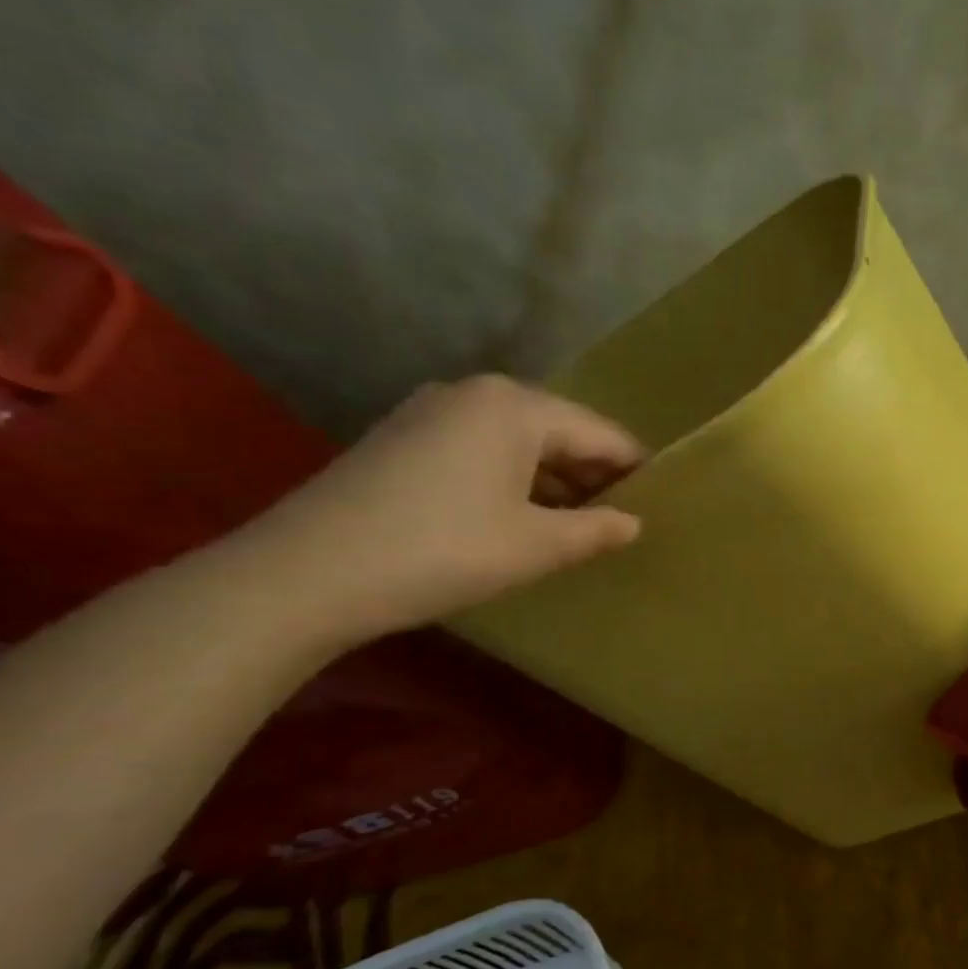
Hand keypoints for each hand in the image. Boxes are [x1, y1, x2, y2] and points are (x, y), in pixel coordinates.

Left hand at [230, 375, 643, 649]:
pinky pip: (481, 449)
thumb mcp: (534, 545)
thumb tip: (633, 523)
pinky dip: (512, 478)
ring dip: (553, 479)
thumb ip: (595, 530)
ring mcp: (431, 411)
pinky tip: (520, 517)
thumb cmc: (442, 550)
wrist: (306, 574)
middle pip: (558, 430)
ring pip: (518, 441)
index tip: (661, 501)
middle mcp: (474, 393)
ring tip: (579, 524)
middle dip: (593, 474)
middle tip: (622, 519)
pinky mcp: (402, 438)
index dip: (634, 469)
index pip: (600, 433)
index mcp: (515, 406)